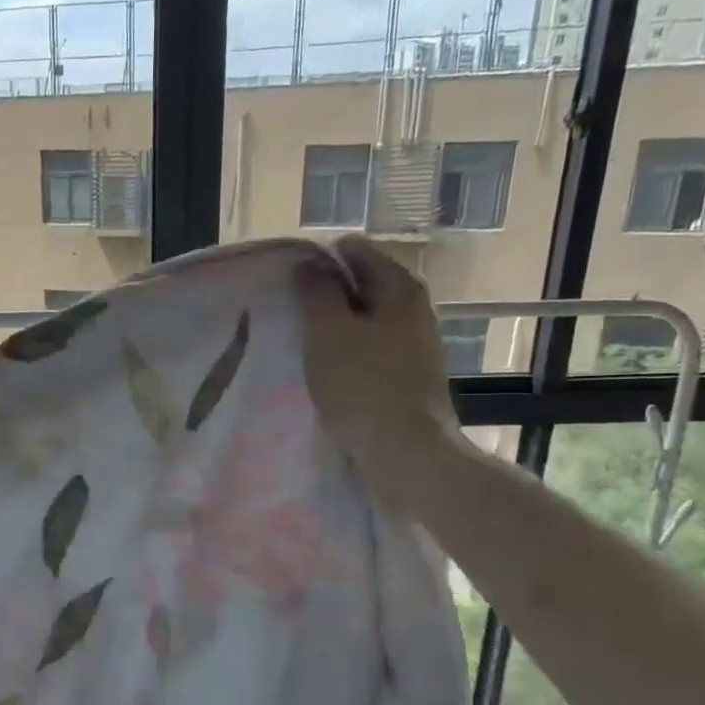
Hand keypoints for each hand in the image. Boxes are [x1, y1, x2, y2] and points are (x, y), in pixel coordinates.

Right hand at [296, 235, 464, 496]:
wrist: (407, 453)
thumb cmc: (363, 386)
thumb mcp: (328, 331)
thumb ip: (316, 291)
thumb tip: (309, 263)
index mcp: (399, 286)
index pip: (354, 250)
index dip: (317, 261)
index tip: (288, 285)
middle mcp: (415, 307)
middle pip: (362, 284)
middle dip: (325, 295)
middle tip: (290, 315)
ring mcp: (416, 343)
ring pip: (366, 320)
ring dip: (335, 328)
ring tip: (303, 345)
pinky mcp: (411, 376)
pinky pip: (372, 349)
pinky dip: (349, 353)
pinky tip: (328, 372)